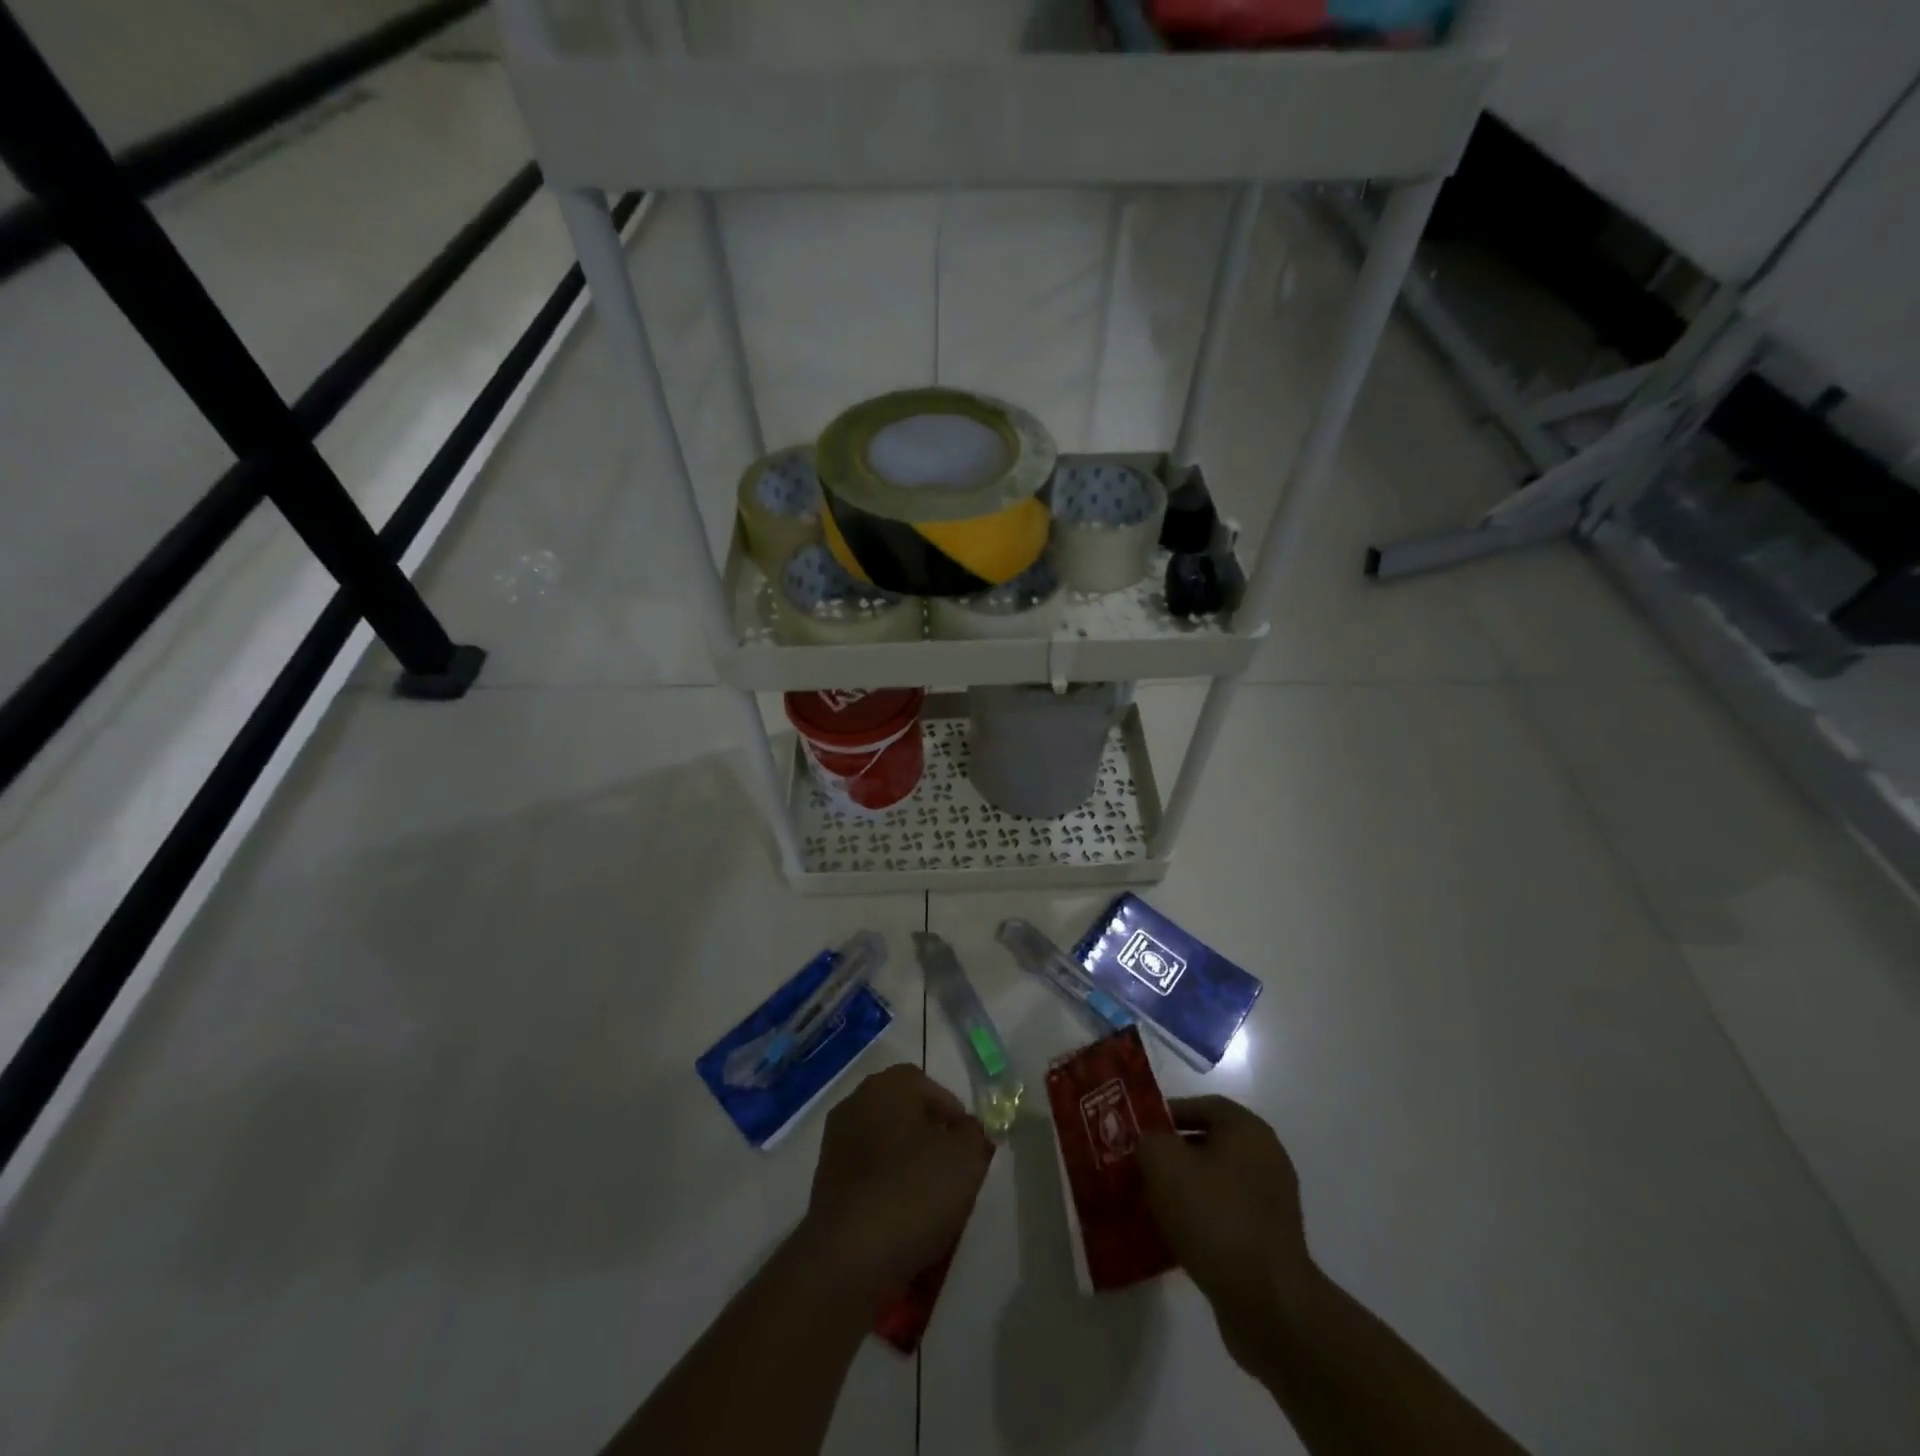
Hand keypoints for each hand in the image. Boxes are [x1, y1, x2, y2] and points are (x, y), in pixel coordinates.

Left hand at [796, 1064, 993, 1309]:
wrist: (849, 1257)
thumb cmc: (913, 1191)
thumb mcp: (966, 1158)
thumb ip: (973, 1135)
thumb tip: (964, 1130)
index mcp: (887, 1085)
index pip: (927, 1085)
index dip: (952, 1113)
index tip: (968, 1145)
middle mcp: (856, 1103)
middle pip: (904, 1114)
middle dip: (930, 1138)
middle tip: (952, 1171)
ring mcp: (836, 1143)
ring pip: (885, 1146)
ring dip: (907, 1166)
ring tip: (930, 1201)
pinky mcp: (825, 1183)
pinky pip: (868, 1176)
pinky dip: (886, 1190)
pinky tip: (902, 1219)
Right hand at [1137, 1097, 1317, 1369]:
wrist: (1266, 1302)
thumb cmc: (1214, 1216)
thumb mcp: (1163, 1162)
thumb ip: (1147, 1139)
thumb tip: (1147, 1144)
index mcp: (1247, 1130)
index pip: (1201, 1105)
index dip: (1166, 1114)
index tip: (1138, 1132)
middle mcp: (1266, 1158)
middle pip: (1208, 1144)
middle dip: (1171, 1154)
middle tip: (1138, 1166)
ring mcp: (1271, 1202)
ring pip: (1214, 1182)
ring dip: (1183, 1189)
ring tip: (1149, 1203)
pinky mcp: (1269, 1241)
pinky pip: (1225, 1216)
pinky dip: (1200, 1220)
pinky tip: (1173, 1236)